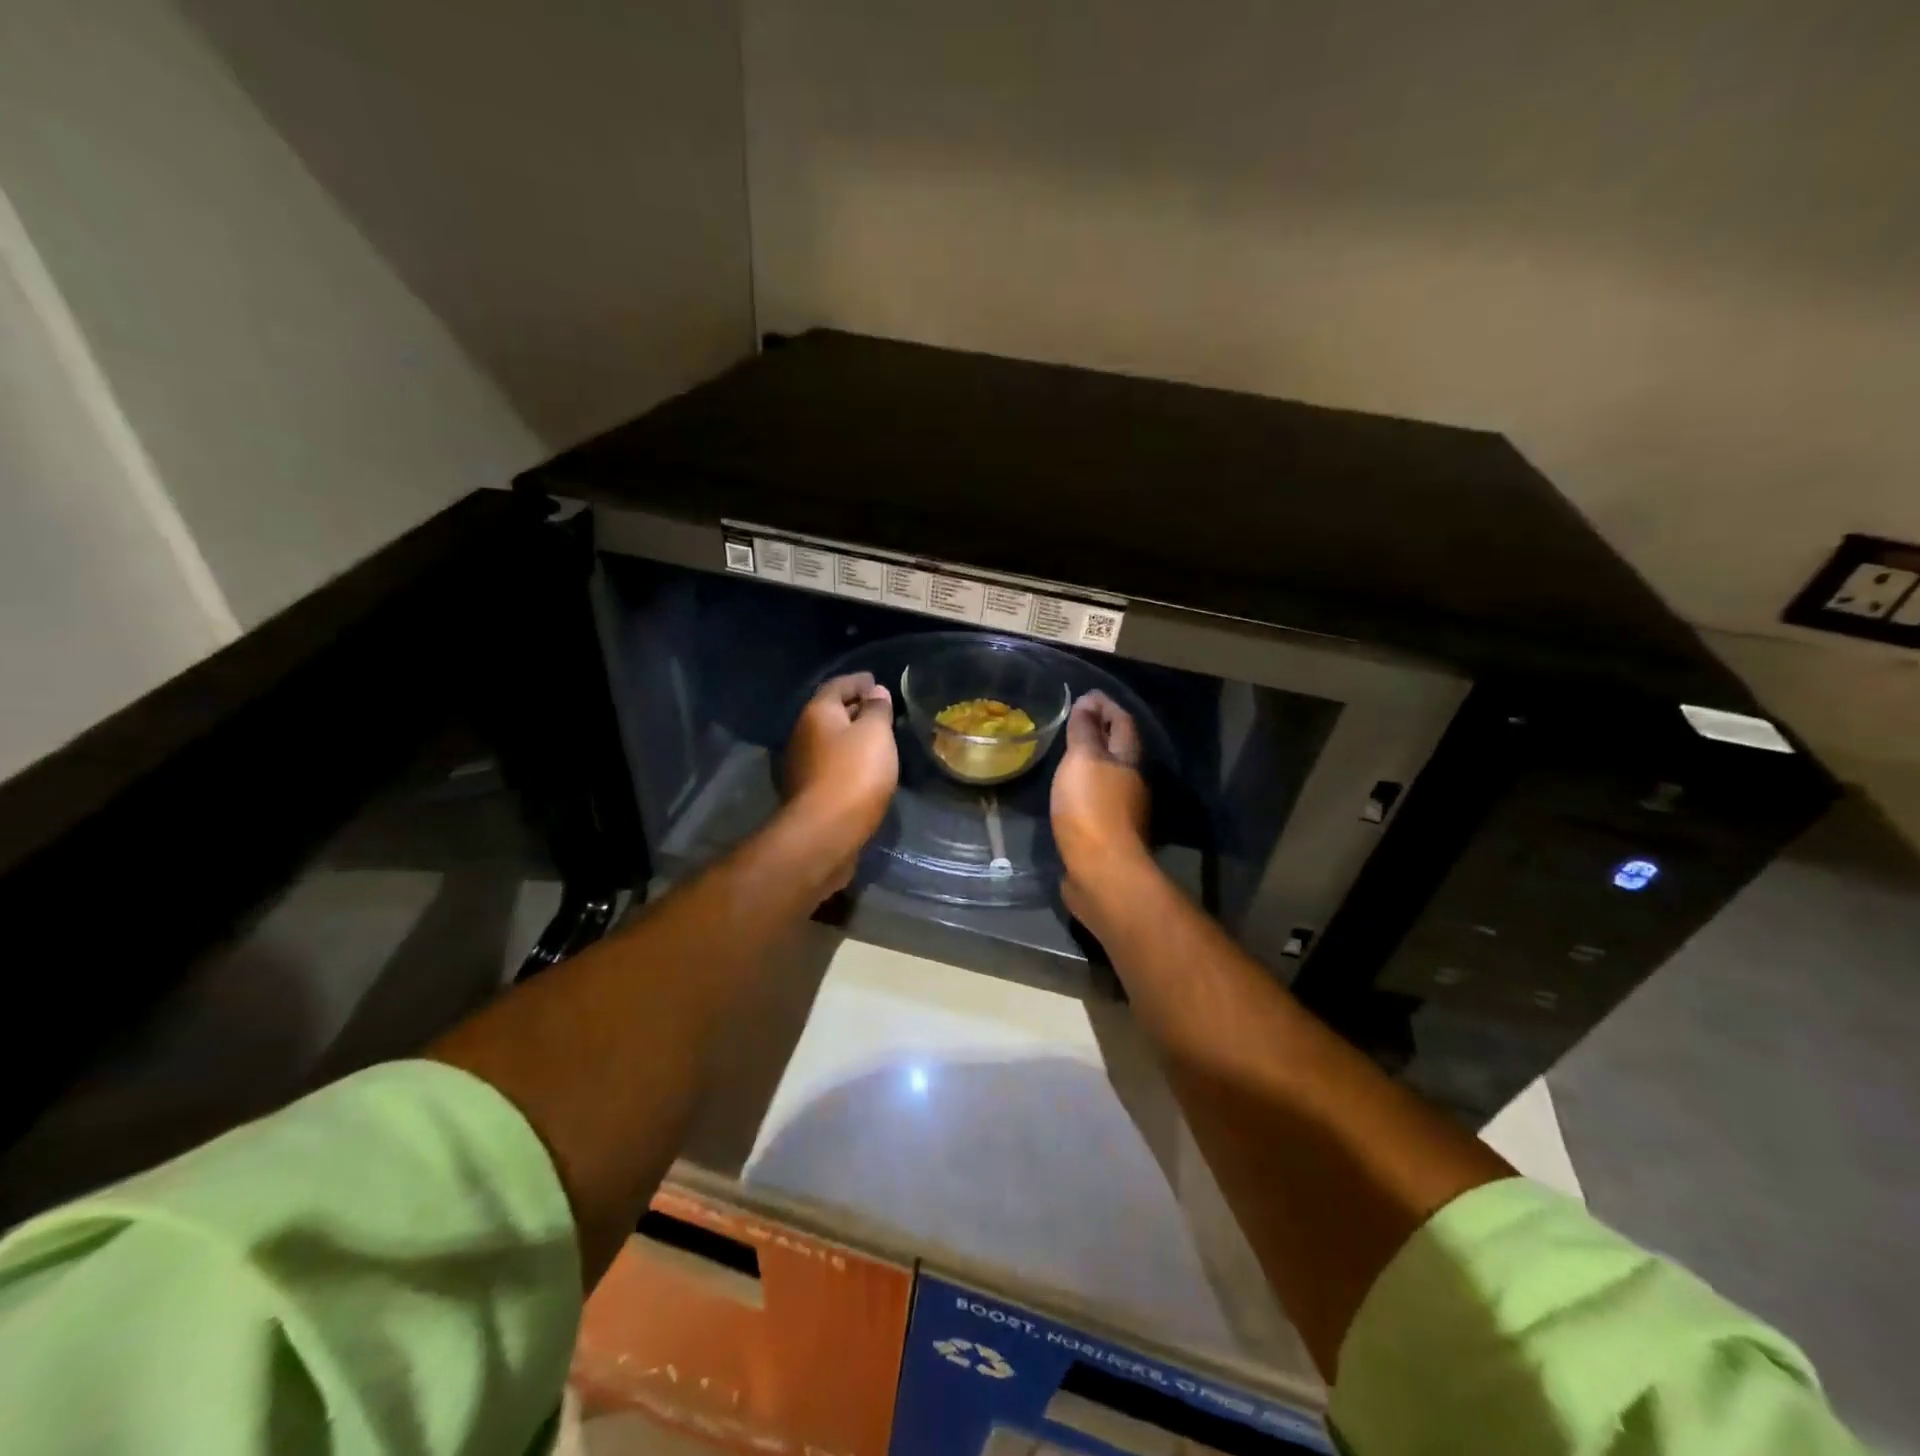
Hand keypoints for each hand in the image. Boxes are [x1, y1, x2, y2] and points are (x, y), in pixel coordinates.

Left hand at [784, 672, 899, 888]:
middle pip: (830, 713)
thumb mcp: (876, 733)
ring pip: (829, 741)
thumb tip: (875, 692)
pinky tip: (864, 769)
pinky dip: (847, 760)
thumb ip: (877, 709)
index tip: (876, 681)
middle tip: (881, 710)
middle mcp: (802, 734)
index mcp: (817, 713)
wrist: (825, 832)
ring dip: (850, 737)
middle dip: (854, 708)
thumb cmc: (854, 774)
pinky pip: (830, 765)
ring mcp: (801, 765)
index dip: (858, 681)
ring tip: (877, 739)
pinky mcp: (808, 792)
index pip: (837, 685)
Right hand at [1051, 691, 1152, 922]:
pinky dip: (1084, 787)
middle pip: (1120, 749)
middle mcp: (1131, 782)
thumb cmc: (1092, 808)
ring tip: (1068, 753)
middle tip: (1076, 720)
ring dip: (1093, 761)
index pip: (1122, 723)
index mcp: (1128, 760)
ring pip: (1110, 776)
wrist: (1102, 872)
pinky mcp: (1108, 835)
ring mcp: (1123, 811)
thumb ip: (1085, 731)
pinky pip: (1097, 800)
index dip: (1106, 706)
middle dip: (1102, 732)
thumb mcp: (1083, 760)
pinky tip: (1068, 792)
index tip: (1086, 694)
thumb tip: (1088, 703)